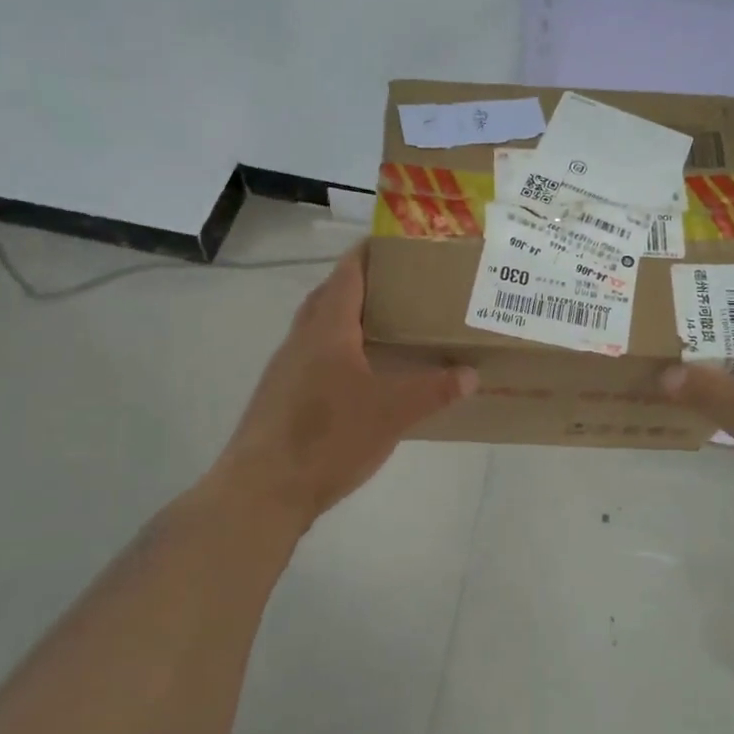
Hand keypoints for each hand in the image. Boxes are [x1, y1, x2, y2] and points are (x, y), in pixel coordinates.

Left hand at [207, 245, 475, 532]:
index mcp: (327, 329)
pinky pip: (311, 356)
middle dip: (359, 284)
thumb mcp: (393, 412)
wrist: (262, 490)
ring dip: (345, 318)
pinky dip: (336, 351)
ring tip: (383, 328)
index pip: (348, 274)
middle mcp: (301, 339)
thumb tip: (471, 374)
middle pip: (329, 296)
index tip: (394, 243)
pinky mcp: (278, 397)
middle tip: (398, 286)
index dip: (368, 253)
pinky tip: (357, 377)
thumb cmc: (329, 437)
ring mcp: (284, 368)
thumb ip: (434, 389)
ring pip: (317, 328)